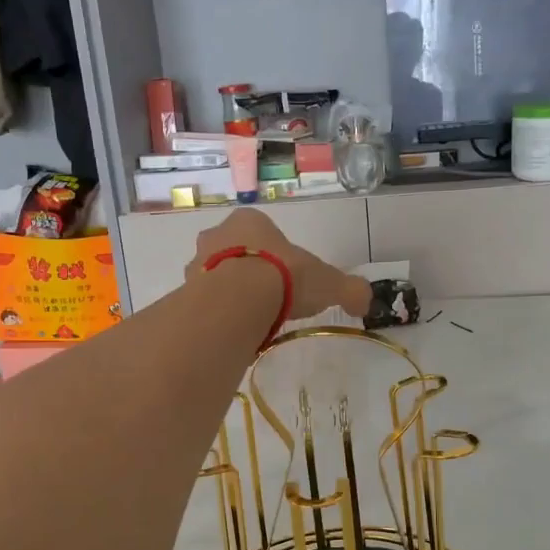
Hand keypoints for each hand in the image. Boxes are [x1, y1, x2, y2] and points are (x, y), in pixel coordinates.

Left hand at [185, 208, 371, 319]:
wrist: (238, 300)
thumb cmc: (284, 278)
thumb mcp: (329, 283)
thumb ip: (349, 289)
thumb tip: (365, 300)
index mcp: (251, 221)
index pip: (265, 233)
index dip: (278, 255)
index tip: (289, 279)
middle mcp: (218, 233)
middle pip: (237, 251)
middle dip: (250, 271)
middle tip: (269, 298)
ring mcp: (197, 261)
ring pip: (216, 274)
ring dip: (230, 292)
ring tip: (250, 317)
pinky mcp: (185, 288)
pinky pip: (204, 299)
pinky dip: (217, 311)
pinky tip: (233, 327)